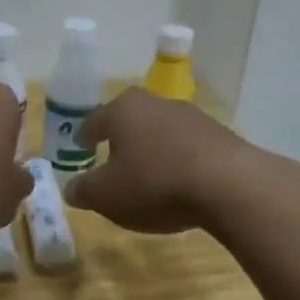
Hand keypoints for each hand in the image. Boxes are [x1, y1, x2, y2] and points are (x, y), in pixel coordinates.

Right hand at [60, 89, 254, 234]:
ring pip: (162, 132)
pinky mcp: (221, 136)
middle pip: (132, 120)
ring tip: (147, 175)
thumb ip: (83, 191)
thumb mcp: (105, 195)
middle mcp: (158, 103)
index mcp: (123, 110)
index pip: (96, 119)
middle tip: (112, 158)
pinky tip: (178, 184)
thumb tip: (71, 189)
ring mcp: (193, 117)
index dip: (85, 135)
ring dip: (153, 150)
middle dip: (121, 139)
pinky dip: (178, 162)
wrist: (228, 185)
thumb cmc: (153, 183)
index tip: (80, 145)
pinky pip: (188, 149)